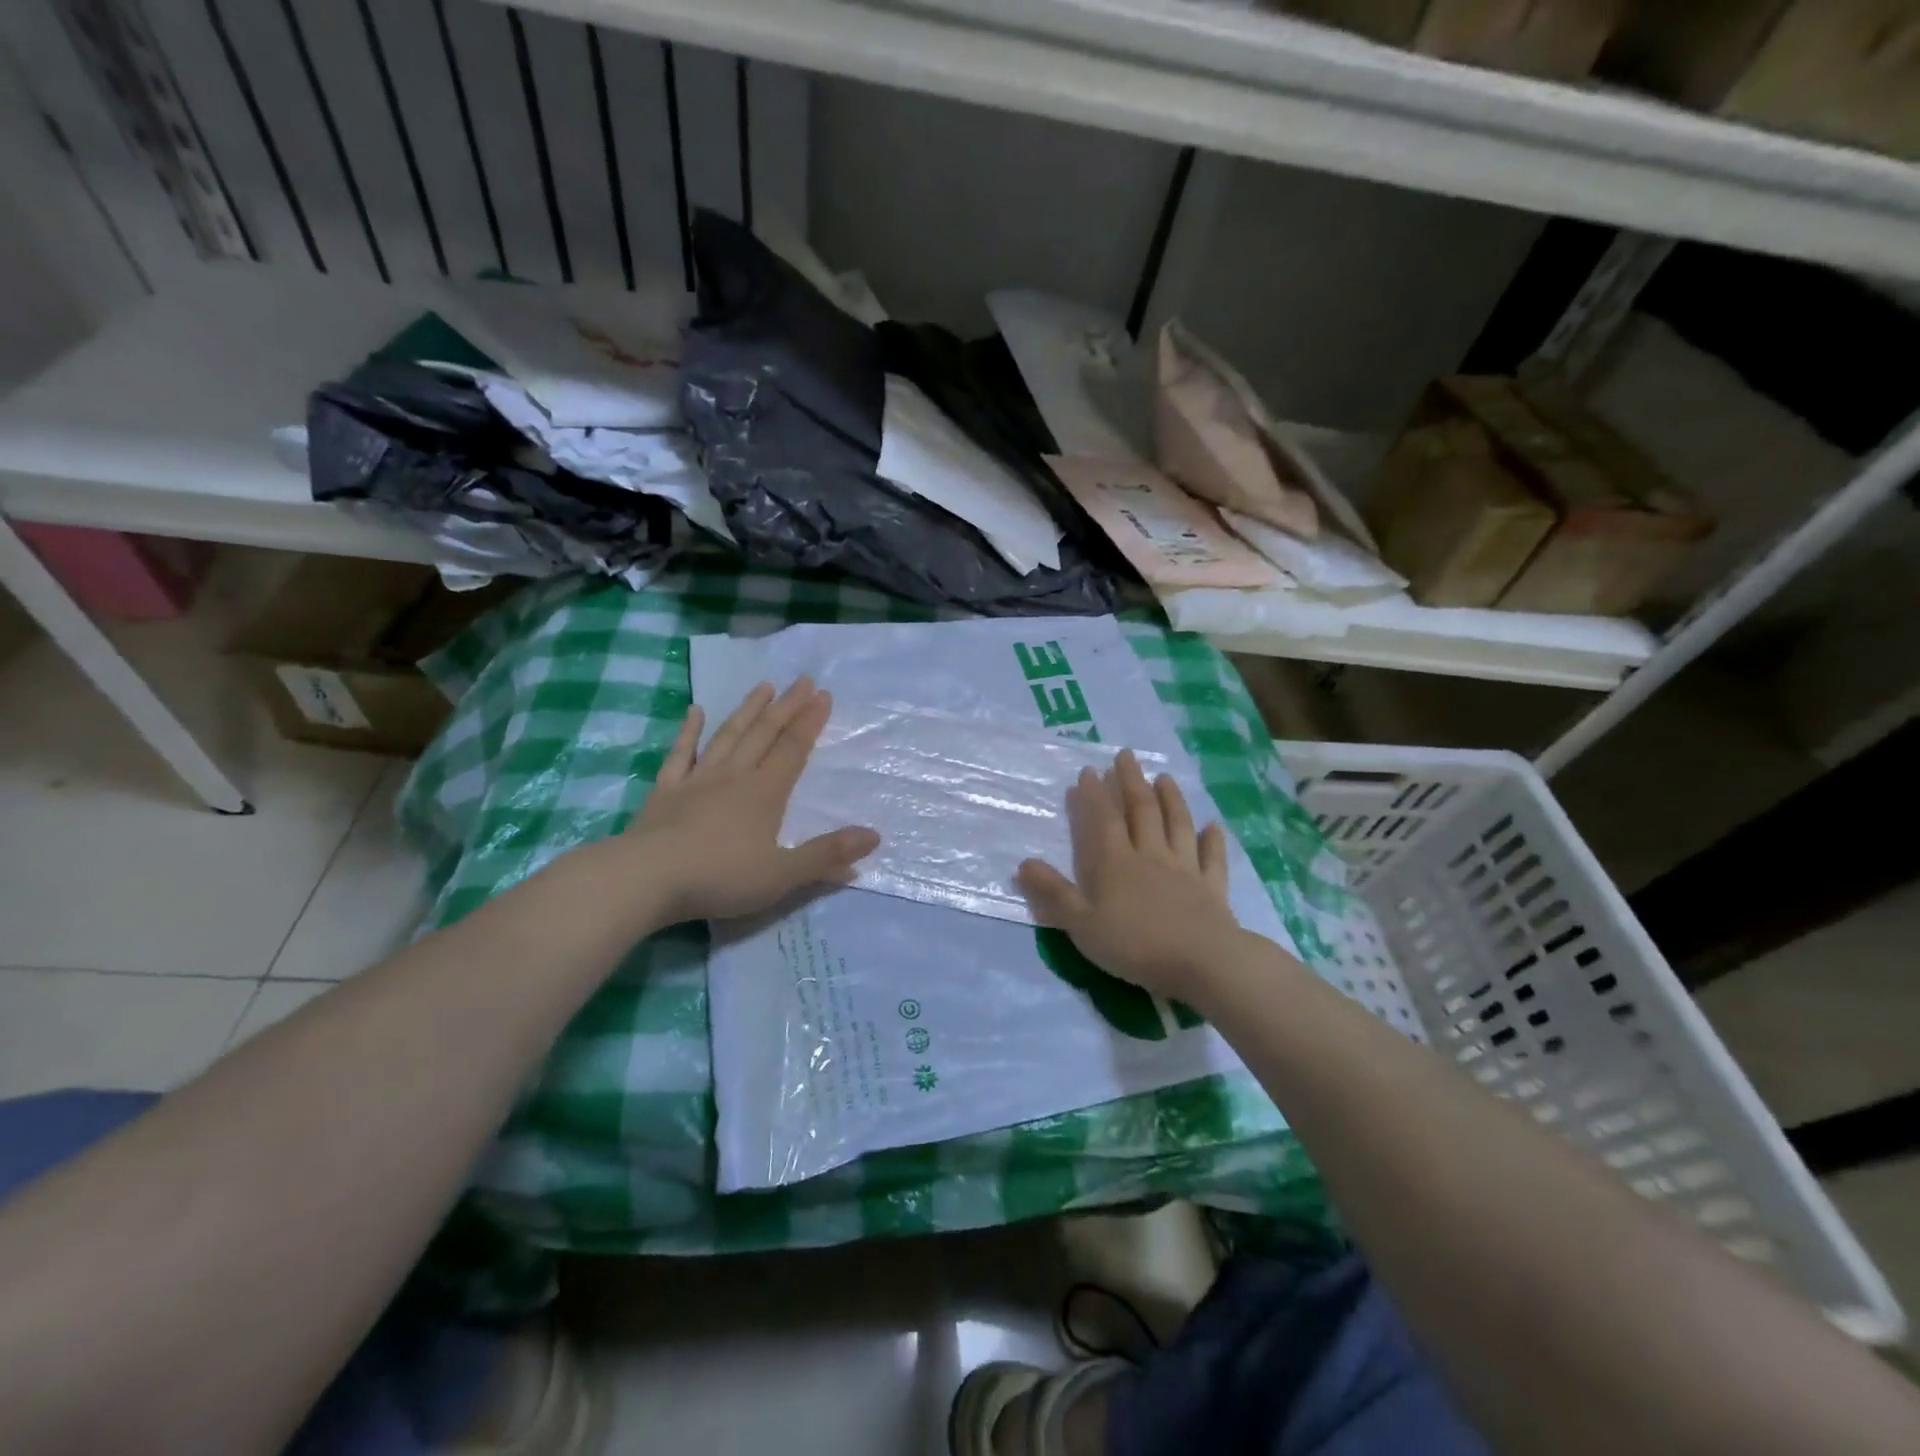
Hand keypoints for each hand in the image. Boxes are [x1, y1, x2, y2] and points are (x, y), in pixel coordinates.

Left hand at [623, 679, 879, 923]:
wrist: (646, 880)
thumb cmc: (719, 878)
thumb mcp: (782, 875)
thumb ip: (826, 856)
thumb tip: (874, 837)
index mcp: (764, 794)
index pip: (793, 750)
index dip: (810, 723)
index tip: (824, 695)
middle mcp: (734, 777)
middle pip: (764, 734)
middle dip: (787, 707)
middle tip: (804, 680)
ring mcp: (697, 780)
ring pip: (728, 736)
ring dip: (747, 710)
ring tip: (763, 686)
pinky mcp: (665, 791)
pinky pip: (680, 754)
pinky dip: (688, 732)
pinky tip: (694, 711)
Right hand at [1016, 749, 1242, 999]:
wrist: (1202, 962)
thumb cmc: (1135, 944)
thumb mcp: (1081, 924)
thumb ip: (1053, 894)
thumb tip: (1023, 863)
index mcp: (1116, 864)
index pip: (1103, 820)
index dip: (1094, 795)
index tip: (1089, 770)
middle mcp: (1151, 856)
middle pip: (1142, 811)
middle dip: (1131, 782)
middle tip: (1126, 756)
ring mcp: (1186, 870)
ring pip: (1178, 825)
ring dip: (1171, 799)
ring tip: (1164, 778)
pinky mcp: (1212, 889)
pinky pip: (1213, 858)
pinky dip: (1213, 840)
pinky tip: (1214, 826)